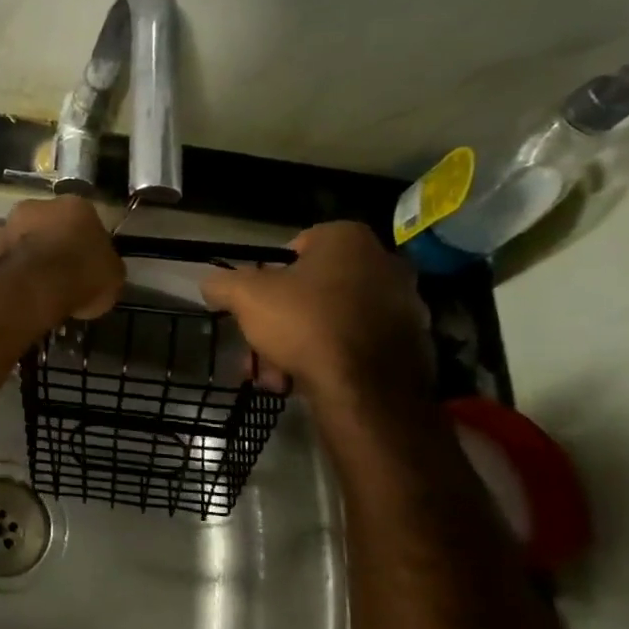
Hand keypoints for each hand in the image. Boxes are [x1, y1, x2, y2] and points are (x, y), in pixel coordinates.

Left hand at [0, 196, 124, 323]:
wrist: (36, 287)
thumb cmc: (82, 274)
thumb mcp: (112, 275)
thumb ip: (104, 265)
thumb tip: (100, 269)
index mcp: (75, 204)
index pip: (84, 220)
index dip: (85, 243)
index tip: (86, 264)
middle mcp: (38, 205)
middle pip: (48, 224)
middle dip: (53, 244)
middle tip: (60, 273)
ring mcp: (9, 224)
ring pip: (23, 239)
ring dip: (29, 256)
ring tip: (38, 285)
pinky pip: (6, 259)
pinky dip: (13, 271)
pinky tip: (21, 291)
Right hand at [201, 222, 431, 411]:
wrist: (366, 389)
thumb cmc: (305, 324)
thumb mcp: (245, 296)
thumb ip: (223, 282)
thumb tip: (213, 284)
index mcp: (348, 239)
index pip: (295, 248)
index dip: (267, 277)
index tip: (254, 304)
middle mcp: (385, 263)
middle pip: (313, 290)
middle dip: (281, 321)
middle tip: (259, 348)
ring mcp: (406, 305)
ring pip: (332, 321)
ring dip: (299, 345)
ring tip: (276, 376)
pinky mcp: (414, 345)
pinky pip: (358, 346)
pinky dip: (332, 360)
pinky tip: (307, 382)